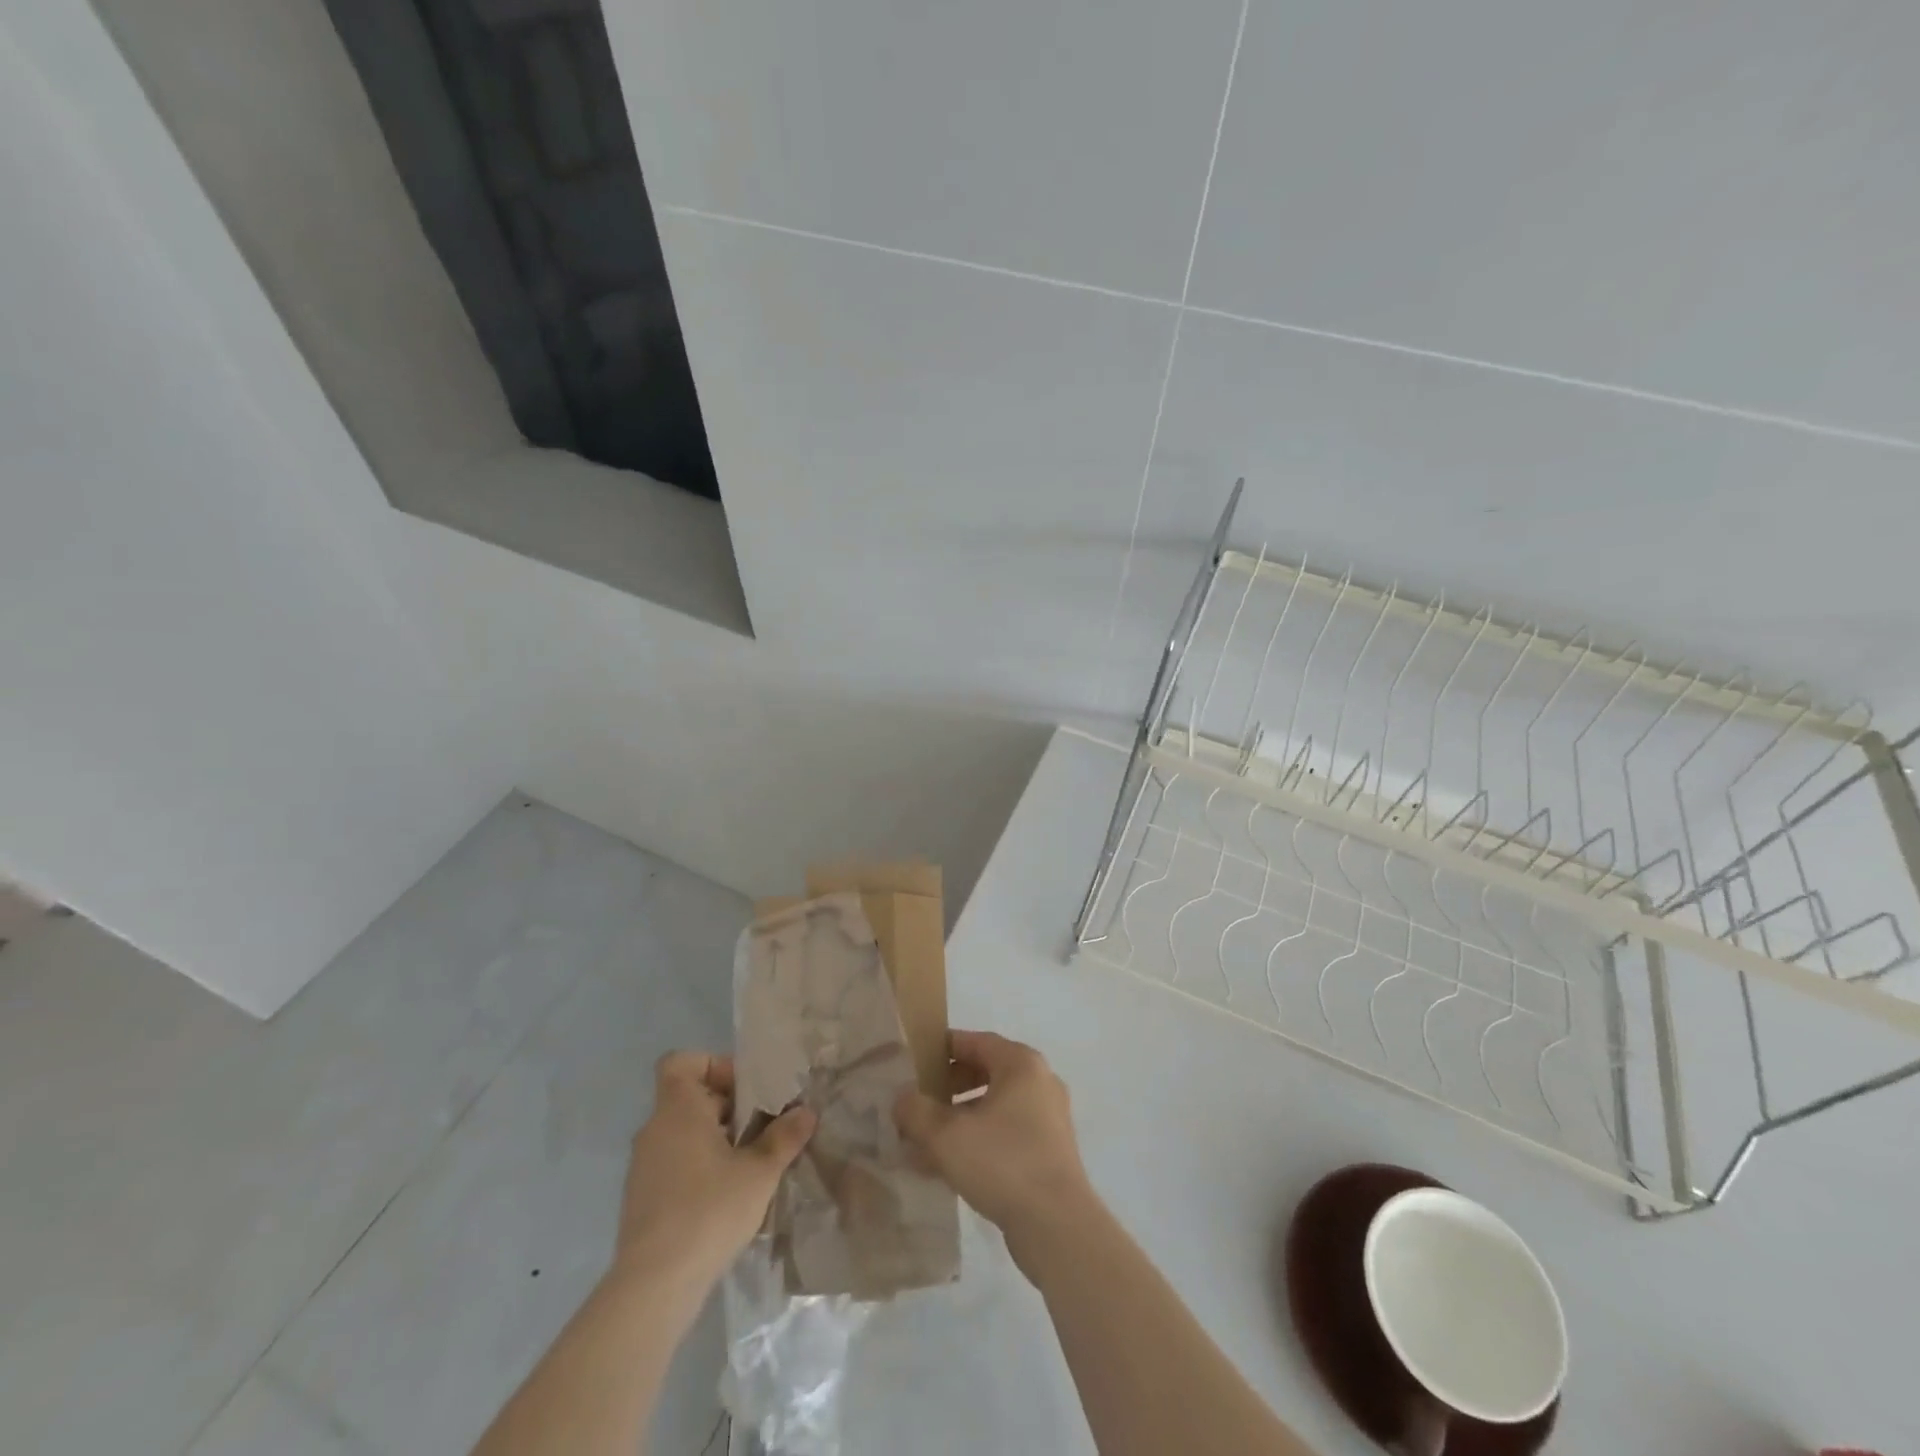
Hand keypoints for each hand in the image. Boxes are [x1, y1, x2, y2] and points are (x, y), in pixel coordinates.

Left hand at [613, 1051, 814, 1294]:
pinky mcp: (642, 1200)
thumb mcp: (759, 1172)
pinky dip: (700, 1168)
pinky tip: (728, 1197)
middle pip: (690, 1097)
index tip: (744, 1090)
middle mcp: (654, 1130)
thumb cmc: (708, 1211)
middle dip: (728, 1107)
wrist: (653, 1287)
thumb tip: (806, 1112)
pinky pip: (675, 1164)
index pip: (681, 1061)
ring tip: (751, 1164)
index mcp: (677, 1110)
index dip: (713, 1065)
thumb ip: (784, 1137)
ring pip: (684, 1133)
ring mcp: (643, 1167)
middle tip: (762, 1127)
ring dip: (716, 1140)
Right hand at [894, 1031, 1097, 1267]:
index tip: (914, 1062)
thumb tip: (902, 1099)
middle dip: (949, 1087)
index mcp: (1021, 1064)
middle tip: (919, 1102)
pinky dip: (979, 1140)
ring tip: (926, 1141)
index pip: (976, 1041)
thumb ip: (916, 1111)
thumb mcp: (946, 1135)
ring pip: (995, 1107)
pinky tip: (949, 1167)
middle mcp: (1040, 1082)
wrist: (1057, 1226)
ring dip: (960, 1119)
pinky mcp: (1049, 1152)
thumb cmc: (1002, 1163)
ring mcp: (1048, 1118)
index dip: (943, 1049)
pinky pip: (1006, 1133)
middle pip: (986, 1072)